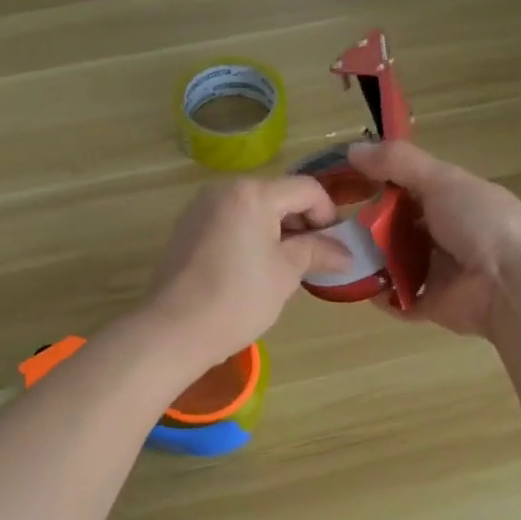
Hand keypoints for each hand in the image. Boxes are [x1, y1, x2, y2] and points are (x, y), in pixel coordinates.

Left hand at [139, 176, 348, 374]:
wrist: (173, 330)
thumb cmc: (238, 299)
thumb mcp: (285, 273)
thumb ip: (317, 252)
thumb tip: (346, 253)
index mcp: (252, 193)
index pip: (306, 189)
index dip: (328, 214)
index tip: (335, 247)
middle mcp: (223, 190)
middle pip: (277, 195)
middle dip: (301, 223)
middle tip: (314, 260)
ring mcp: (200, 208)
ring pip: (252, 210)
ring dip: (276, 231)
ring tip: (285, 268)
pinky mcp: (186, 229)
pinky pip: (229, 222)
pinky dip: (249, 237)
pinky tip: (252, 270)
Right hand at [347, 140, 520, 337]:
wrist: (512, 284)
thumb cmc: (481, 222)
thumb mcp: (442, 180)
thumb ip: (398, 163)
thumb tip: (351, 149)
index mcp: (454, 201)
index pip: (409, 189)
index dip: (379, 184)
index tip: (345, 184)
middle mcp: (446, 235)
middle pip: (398, 228)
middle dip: (369, 226)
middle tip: (335, 224)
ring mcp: (439, 273)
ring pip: (394, 263)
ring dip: (369, 260)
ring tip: (338, 253)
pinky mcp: (431, 305)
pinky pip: (397, 300)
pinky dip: (378, 295)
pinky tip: (355, 284)